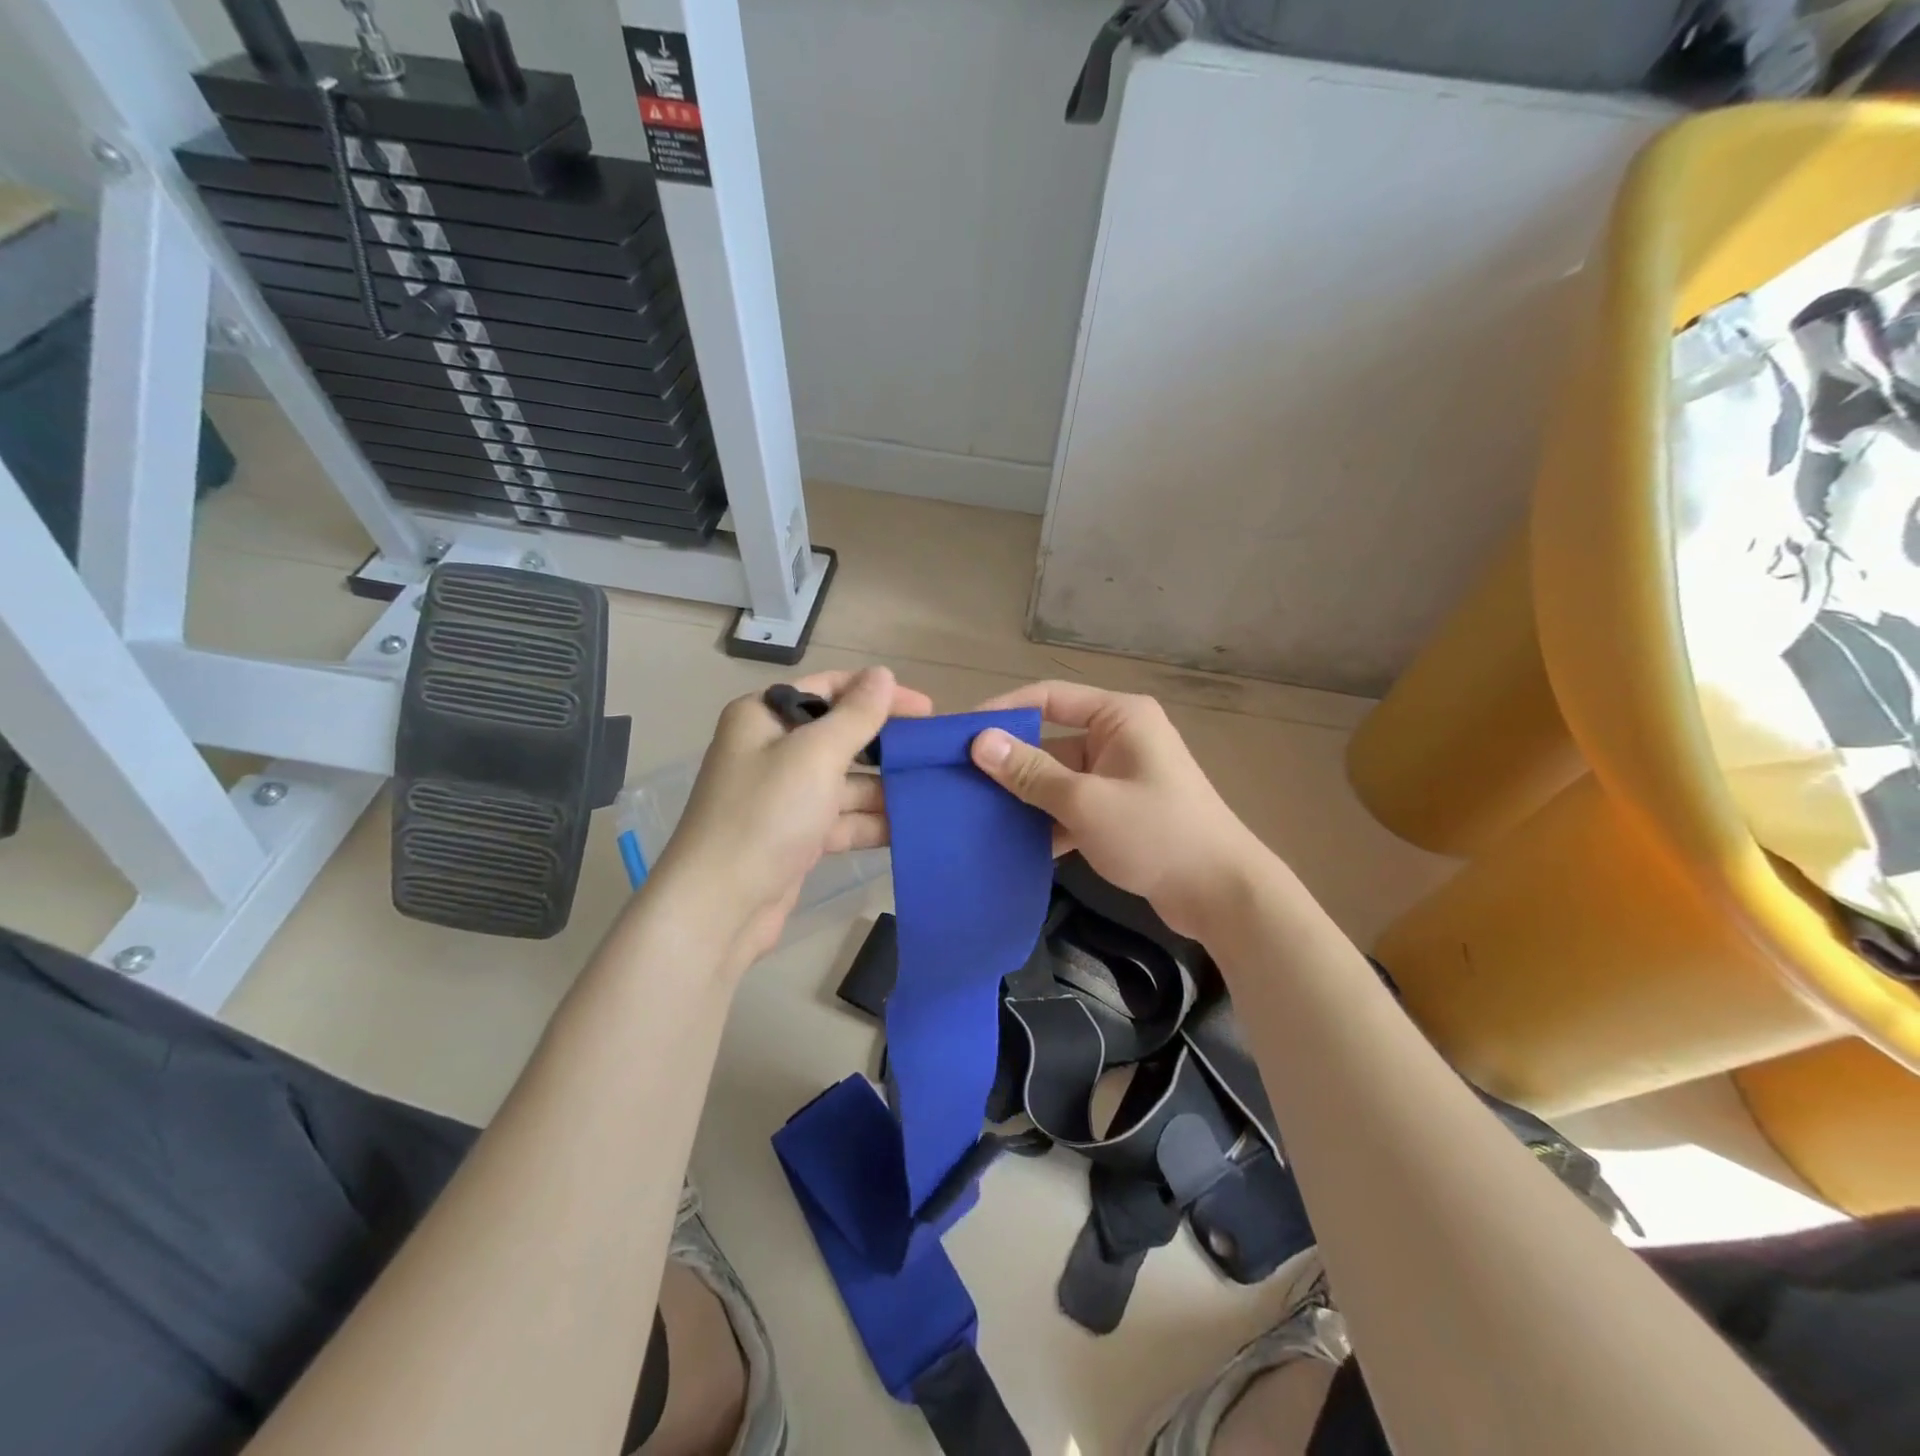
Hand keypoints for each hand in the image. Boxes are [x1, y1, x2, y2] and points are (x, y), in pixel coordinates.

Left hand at [653, 667, 931, 968]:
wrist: (720, 907)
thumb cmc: (766, 815)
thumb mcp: (815, 755)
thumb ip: (856, 715)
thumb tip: (883, 675)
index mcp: (764, 717)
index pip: (829, 688)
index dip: (878, 693)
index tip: (926, 710)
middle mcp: (771, 750)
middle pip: (840, 736)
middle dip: (886, 746)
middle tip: (934, 754)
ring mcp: (784, 796)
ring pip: (846, 781)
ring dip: (885, 788)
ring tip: (935, 792)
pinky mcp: (796, 836)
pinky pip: (842, 819)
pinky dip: (871, 821)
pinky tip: (911, 826)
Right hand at [968, 681, 1266, 937]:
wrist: (1221, 894)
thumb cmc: (1156, 833)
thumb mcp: (1085, 801)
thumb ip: (1030, 772)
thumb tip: (978, 741)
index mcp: (1119, 717)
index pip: (1049, 698)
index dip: (1004, 711)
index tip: (960, 733)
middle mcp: (1120, 737)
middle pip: (1051, 741)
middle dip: (1011, 764)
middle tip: (960, 780)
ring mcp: (1121, 776)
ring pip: (1059, 778)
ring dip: (1027, 798)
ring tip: (977, 814)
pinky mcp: (1122, 811)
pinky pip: (1074, 805)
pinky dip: (1049, 822)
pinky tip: (1015, 844)